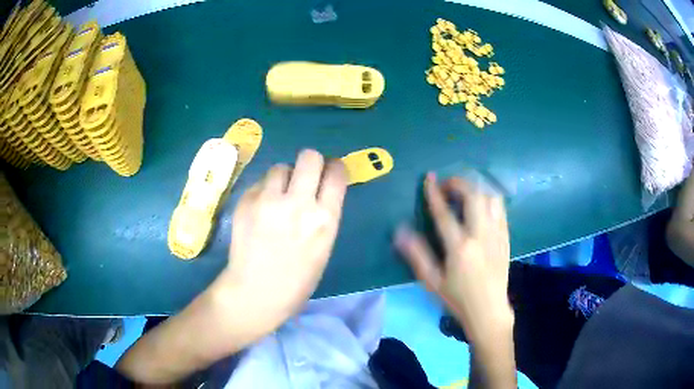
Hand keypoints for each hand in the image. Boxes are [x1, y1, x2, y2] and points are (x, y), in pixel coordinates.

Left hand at [217, 149, 347, 331]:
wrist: (256, 292)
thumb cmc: (297, 280)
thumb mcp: (324, 247)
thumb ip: (324, 214)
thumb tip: (320, 190)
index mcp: (324, 219)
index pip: (336, 172)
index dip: (335, 167)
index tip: (330, 171)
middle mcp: (297, 203)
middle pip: (309, 156)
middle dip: (311, 162)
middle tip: (305, 175)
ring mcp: (268, 200)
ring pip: (281, 167)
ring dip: (284, 177)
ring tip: (278, 195)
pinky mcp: (245, 201)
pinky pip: (260, 183)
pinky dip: (264, 191)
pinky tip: (260, 210)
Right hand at [395, 173, 512, 343]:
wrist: (489, 311)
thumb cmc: (457, 299)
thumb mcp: (432, 281)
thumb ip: (417, 255)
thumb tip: (400, 231)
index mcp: (460, 247)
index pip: (444, 213)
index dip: (434, 193)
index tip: (428, 178)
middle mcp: (480, 235)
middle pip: (473, 196)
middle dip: (459, 183)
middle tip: (447, 184)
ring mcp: (496, 234)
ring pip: (491, 197)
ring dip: (476, 187)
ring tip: (465, 190)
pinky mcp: (505, 237)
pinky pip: (501, 208)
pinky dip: (490, 198)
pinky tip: (482, 203)